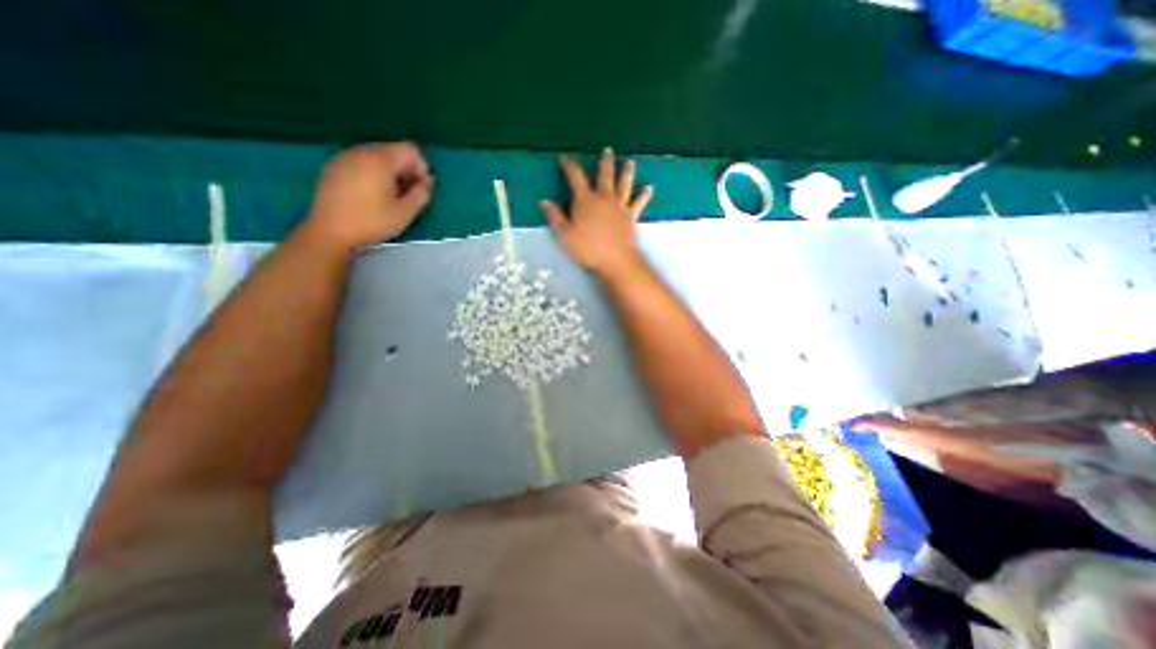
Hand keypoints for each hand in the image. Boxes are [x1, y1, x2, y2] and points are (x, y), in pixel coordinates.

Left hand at [301, 143, 433, 254]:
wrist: (329, 231)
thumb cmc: (371, 222)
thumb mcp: (405, 212)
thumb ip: (421, 194)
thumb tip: (427, 182)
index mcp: (380, 160)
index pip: (410, 149)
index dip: (421, 168)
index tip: (419, 189)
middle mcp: (361, 151)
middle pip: (392, 150)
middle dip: (405, 170)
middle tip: (407, 195)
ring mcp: (344, 157)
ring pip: (376, 156)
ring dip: (389, 172)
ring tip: (389, 196)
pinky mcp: (333, 167)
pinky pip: (361, 163)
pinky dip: (372, 173)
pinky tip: (370, 195)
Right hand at [541, 147, 648, 275]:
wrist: (615, 260)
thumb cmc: (588, 248)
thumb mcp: (565, 235)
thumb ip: (555, 218)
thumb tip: (544, 202)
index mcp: (585, 201)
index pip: (575, 178)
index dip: (569, 166)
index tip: (564, 158)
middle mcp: (604, 198)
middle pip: (604, 176)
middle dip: (605, 163)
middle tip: (608, 151)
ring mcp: (619, 206)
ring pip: (623, 185)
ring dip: (626, 173)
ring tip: (630, 162)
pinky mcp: (631, 216)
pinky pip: (638, 203)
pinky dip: (644, 195)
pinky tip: (649, 188)